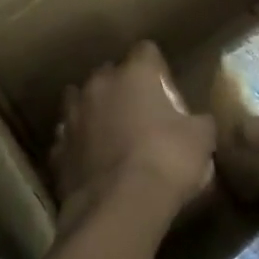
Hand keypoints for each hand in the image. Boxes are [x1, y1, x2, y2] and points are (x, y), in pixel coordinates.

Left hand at [52, 42, 215, 230]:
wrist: (119, 207)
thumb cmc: (166, 161)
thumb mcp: (201, 139)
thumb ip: (198, 122)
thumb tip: (198, 123)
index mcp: (135, 73)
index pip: (146, 50)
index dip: (158, 69)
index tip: (166, 91)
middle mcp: (99, 84)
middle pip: (109, 73)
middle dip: (122, 88)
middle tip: (140, 114)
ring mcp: (72, 116)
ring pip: (80, 101)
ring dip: (94, 112)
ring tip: (111, 135)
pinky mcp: (57, 150)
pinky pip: (69, 139)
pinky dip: (79, 146)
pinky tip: (93, 164)